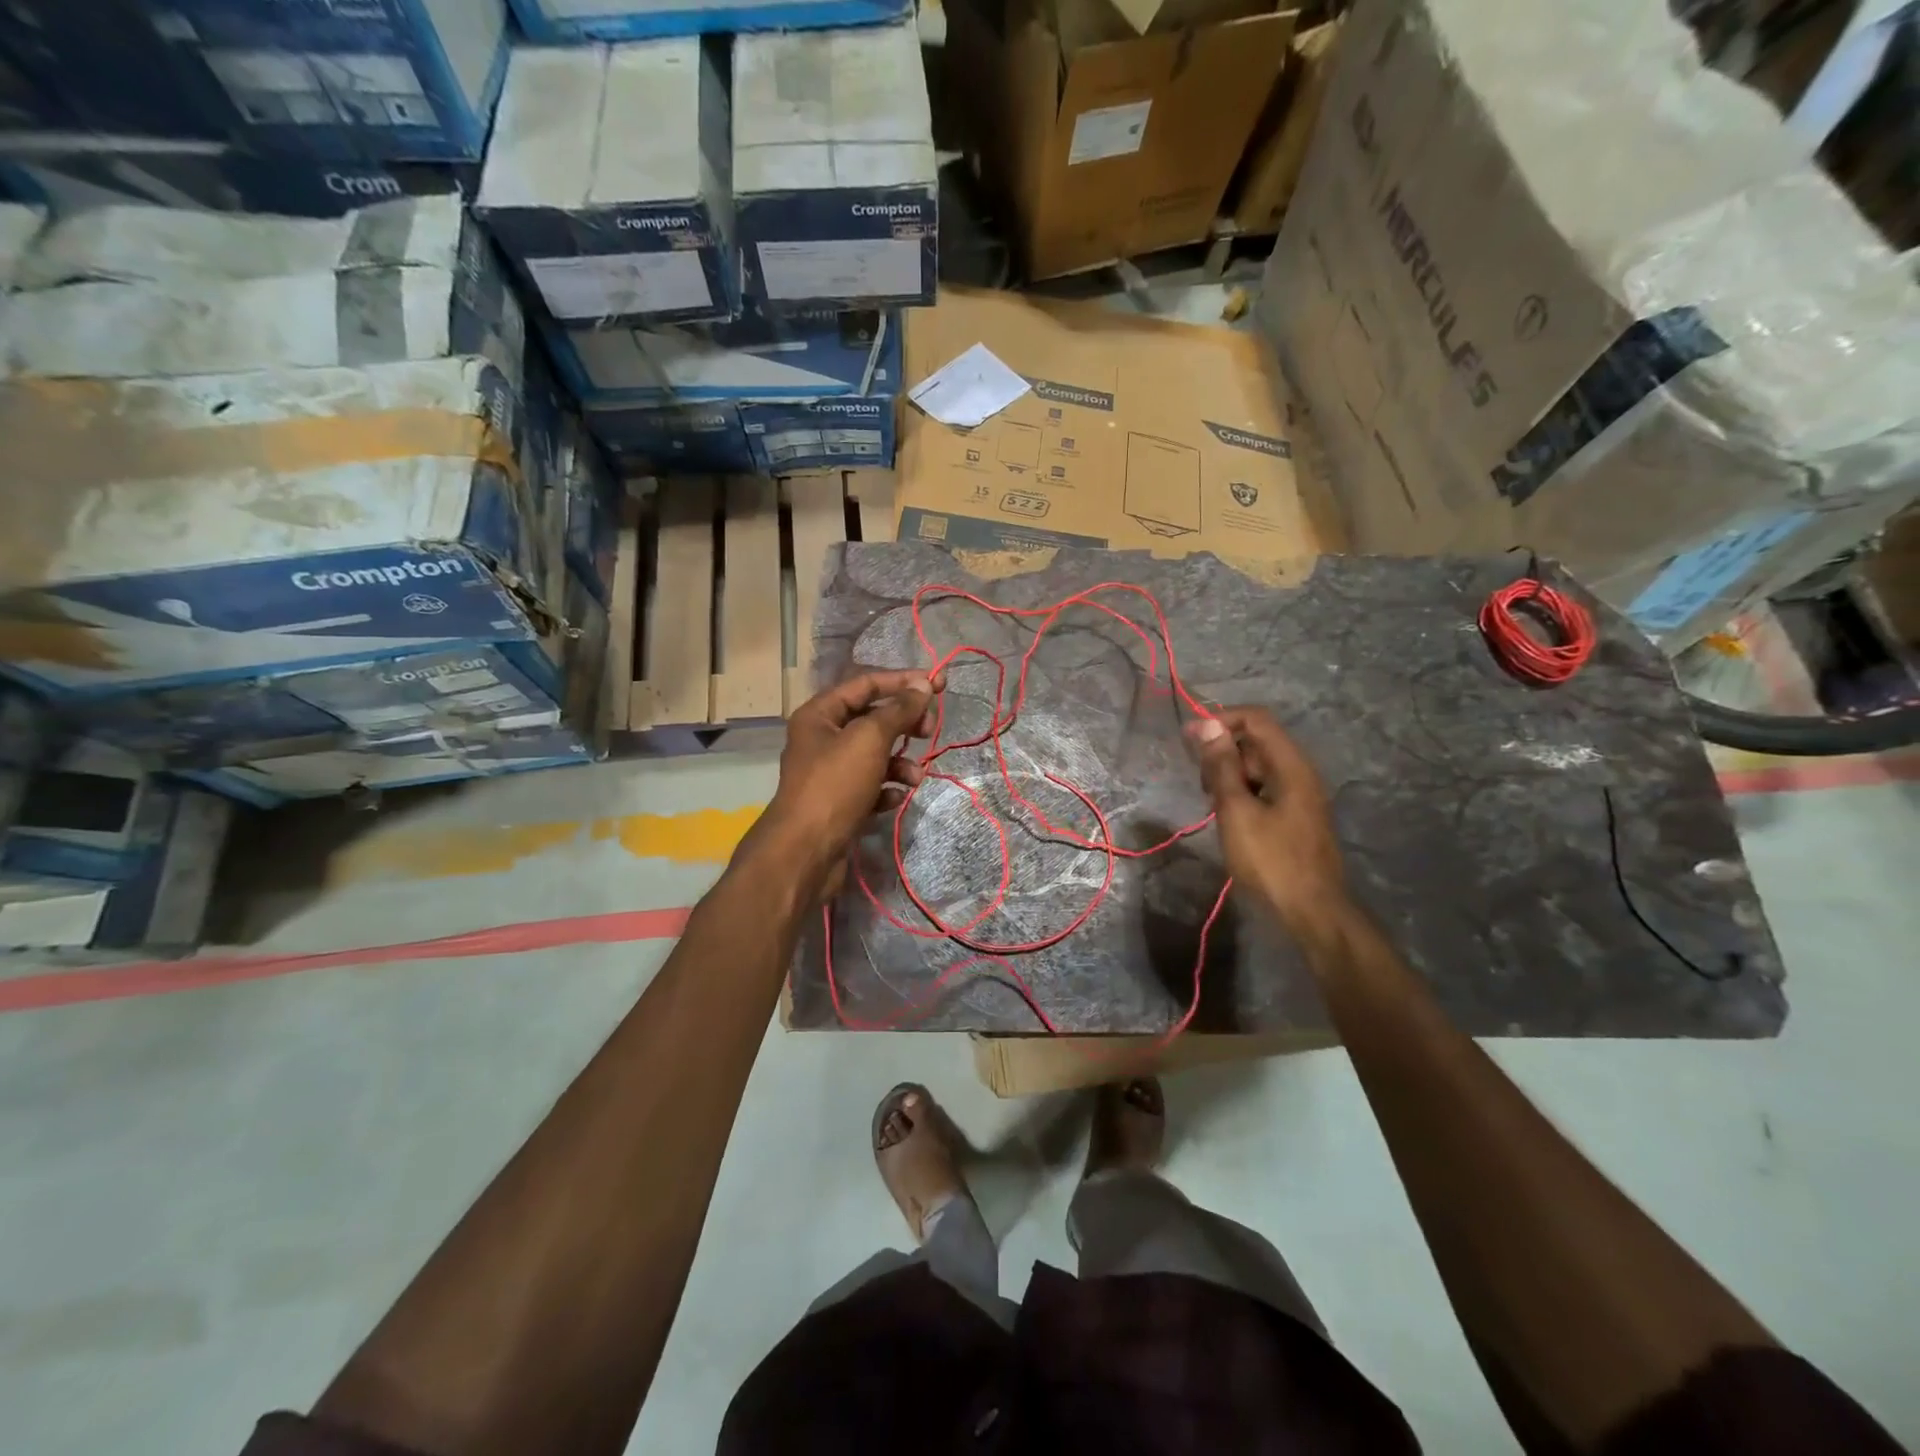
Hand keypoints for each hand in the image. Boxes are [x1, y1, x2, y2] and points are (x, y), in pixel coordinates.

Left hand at [750, 669, 940, 893]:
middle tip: (930, 730)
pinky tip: (895, 798)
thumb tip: (923, 686)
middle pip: (872, 719)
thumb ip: (899, 710)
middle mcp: (822, 738)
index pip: (866, 684)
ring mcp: (831, 772)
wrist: (806, 852)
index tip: (938, 684)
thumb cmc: (835, 785)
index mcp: (820, 714)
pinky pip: (871, 785)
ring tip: (915, 777)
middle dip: (904, 724)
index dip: (903, 681)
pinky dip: (887, 788)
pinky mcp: (840, 802)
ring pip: (875, 755)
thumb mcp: (870, 739)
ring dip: (900, 762)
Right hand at [1185, 707, 1346, 933]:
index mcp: (1291, 765)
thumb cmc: (1271, 860)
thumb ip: (1221, 766)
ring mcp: (1299, 795)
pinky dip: (1241, 792)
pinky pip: (1263, 788)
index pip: (1255, 719)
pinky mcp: (1294, 815)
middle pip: (1257, 741)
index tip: (1189, 740)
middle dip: (1223, 751)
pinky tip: (1227, 816)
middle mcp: (1299, 772)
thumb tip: (1206, 725)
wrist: (1312, 912)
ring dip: (1229, 774)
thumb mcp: (1236, 811)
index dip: (1220, 720)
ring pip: (1258, 766)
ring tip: (1211, 803)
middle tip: (1201, 783)